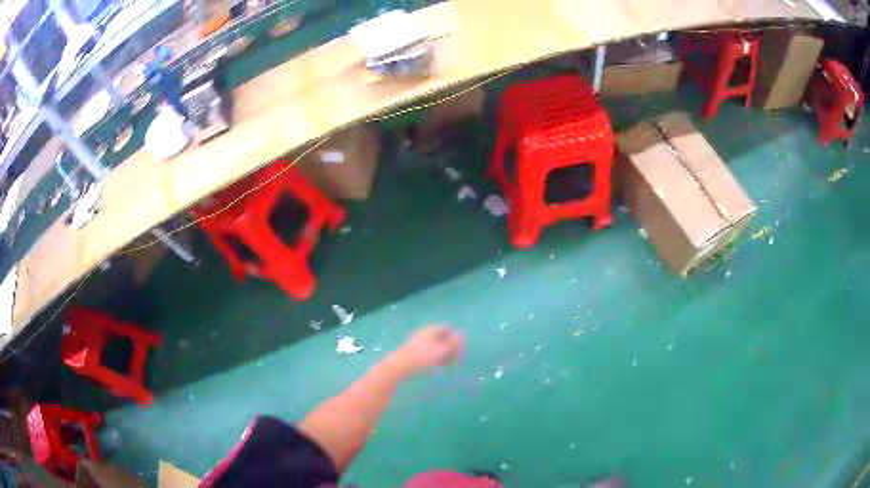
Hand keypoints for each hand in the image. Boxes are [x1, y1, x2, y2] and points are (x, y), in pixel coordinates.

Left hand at [389, 326, 463, 376]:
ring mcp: (421, 342)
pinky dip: (436, 358)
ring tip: (445, 365)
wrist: (400, 366)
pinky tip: (437, 367)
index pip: (448, 328)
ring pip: (437, 346)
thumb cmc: (422, 357)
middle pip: (443, 337)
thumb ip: (453, 343)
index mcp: (433, 329)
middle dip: (450, 348)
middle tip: (453, 360)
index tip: (459, 350)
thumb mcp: (441, 350)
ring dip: (444, 354)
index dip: (456, 338)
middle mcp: (427, 333)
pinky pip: (430, 352)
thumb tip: (462, 336)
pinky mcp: (416, 351)